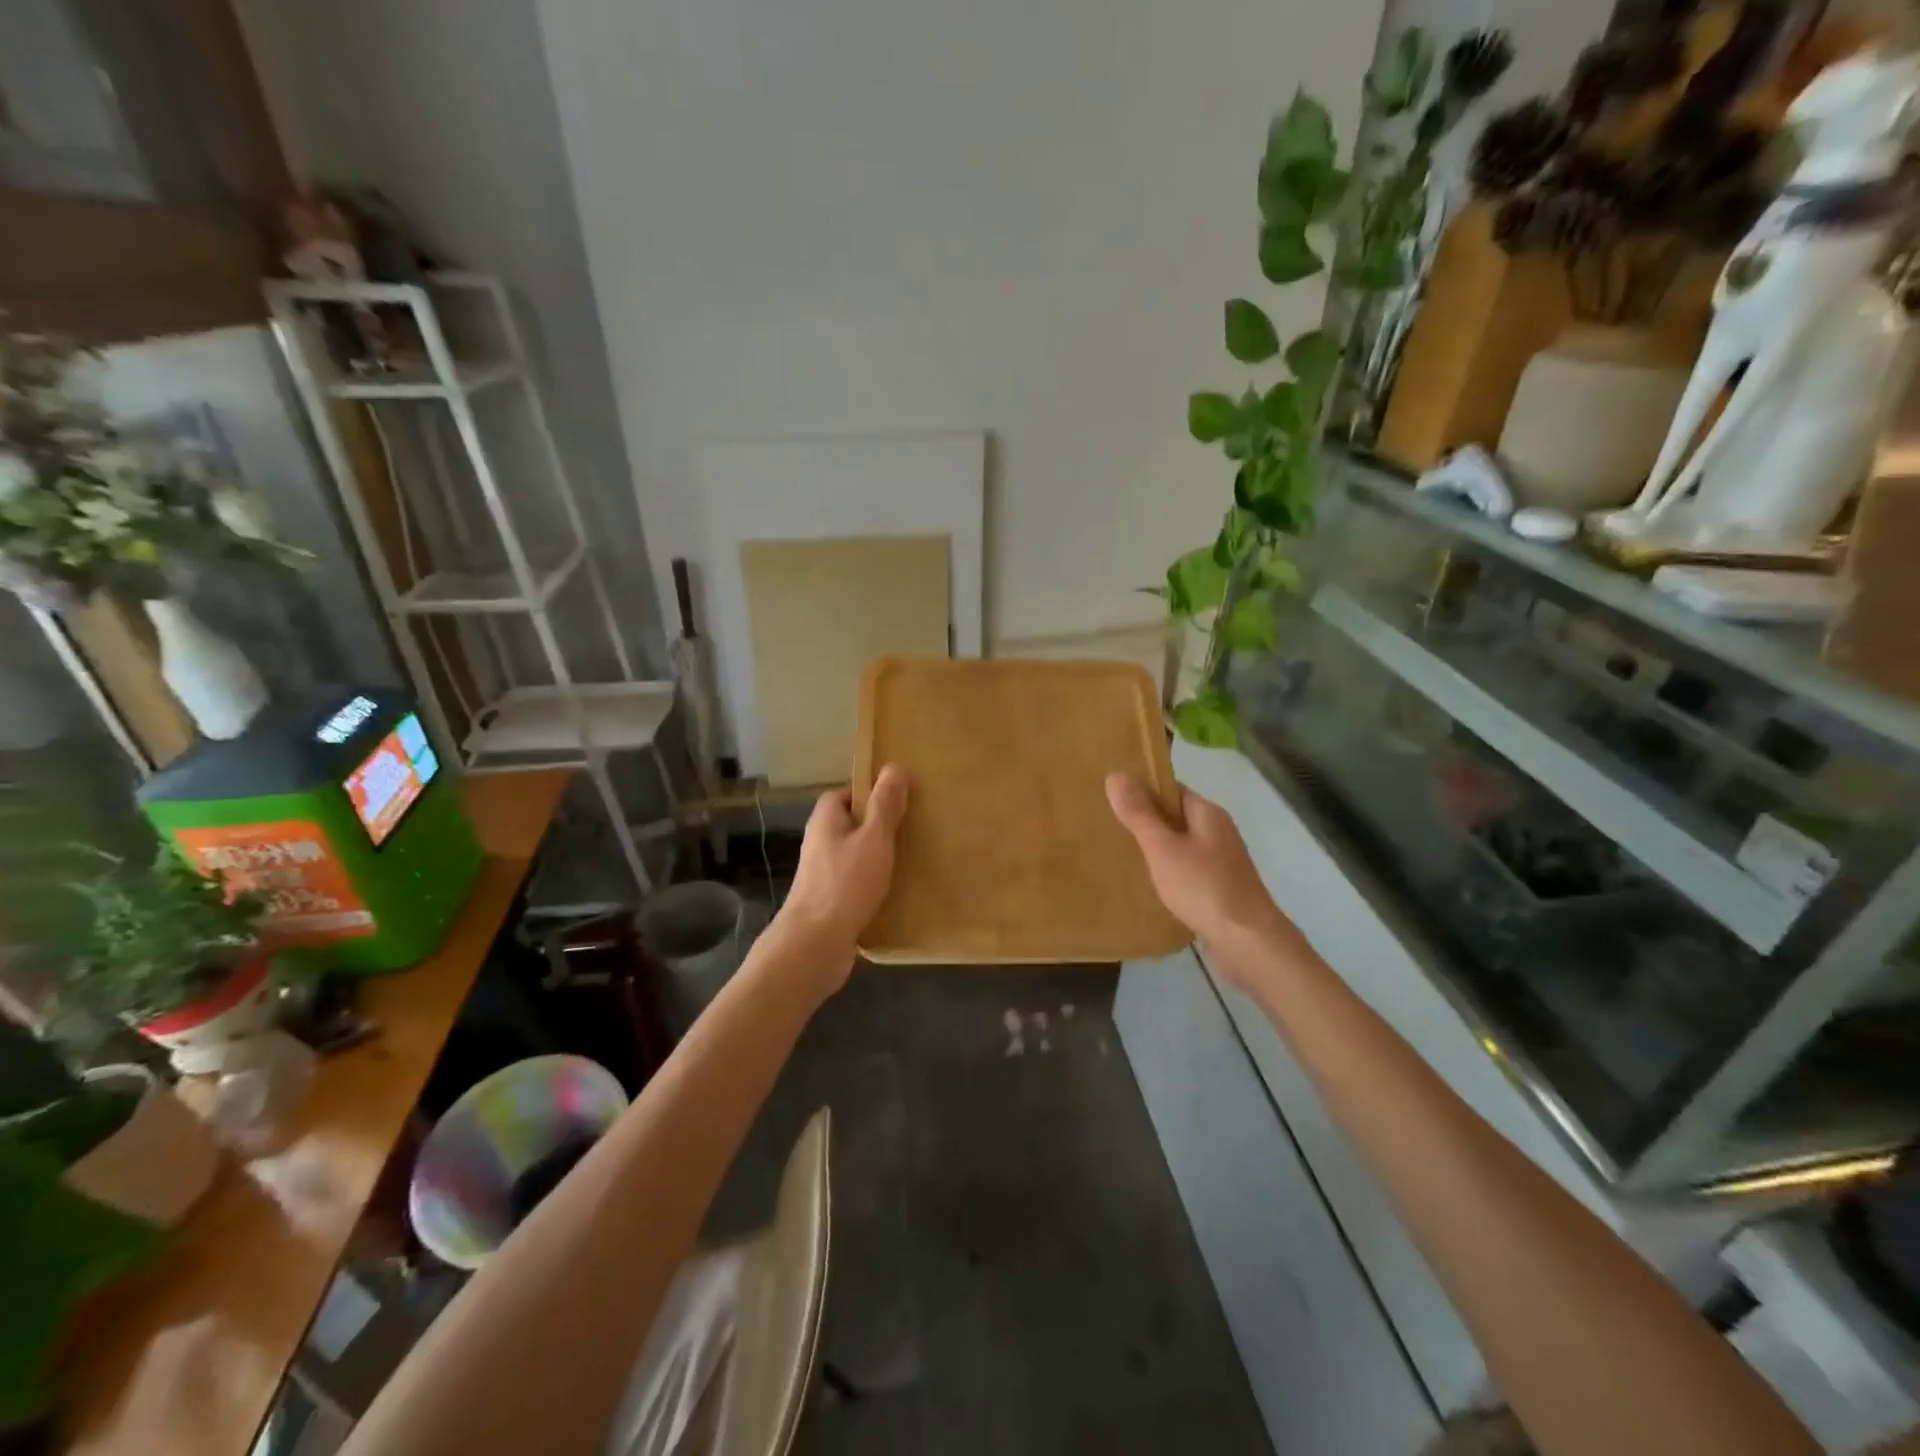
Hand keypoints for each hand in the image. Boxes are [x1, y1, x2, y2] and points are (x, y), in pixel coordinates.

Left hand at [774, 765, 910, 990]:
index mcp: (825, 821)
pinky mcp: (830, 902)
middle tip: (913, 829)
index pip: (844, 794)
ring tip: (912, 860)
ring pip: (855, 856)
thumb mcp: (874, 838)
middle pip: (851, 825)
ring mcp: (822, 875)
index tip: (899, 800)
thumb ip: (885, 805)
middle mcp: (819, 844)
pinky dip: (874, 885)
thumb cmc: (845, 884)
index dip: (870, 794)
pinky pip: (856, 884)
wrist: (814, 945)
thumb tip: (895, 767)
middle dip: (879, 827)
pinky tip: (898, 893)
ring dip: (879, 858)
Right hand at [1106, 773, 1299, 973]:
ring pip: (1180, 847)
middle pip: (1176, 818)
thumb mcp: (1163, 848)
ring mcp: (1221, 864)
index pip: (1172, 789)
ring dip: (1155, 850)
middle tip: (1107, 826)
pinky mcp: (1219, 891)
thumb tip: (1116, 774)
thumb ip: (1139, 814)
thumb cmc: (1204, 888)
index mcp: (1208, 814)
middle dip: (1145, 821)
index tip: (1111, 797)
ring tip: (1120, 855)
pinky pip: (1186, 873)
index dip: (1142, 790)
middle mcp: (1217, 833)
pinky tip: (1147, 886)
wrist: (1248, 944)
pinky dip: (1167, 874)